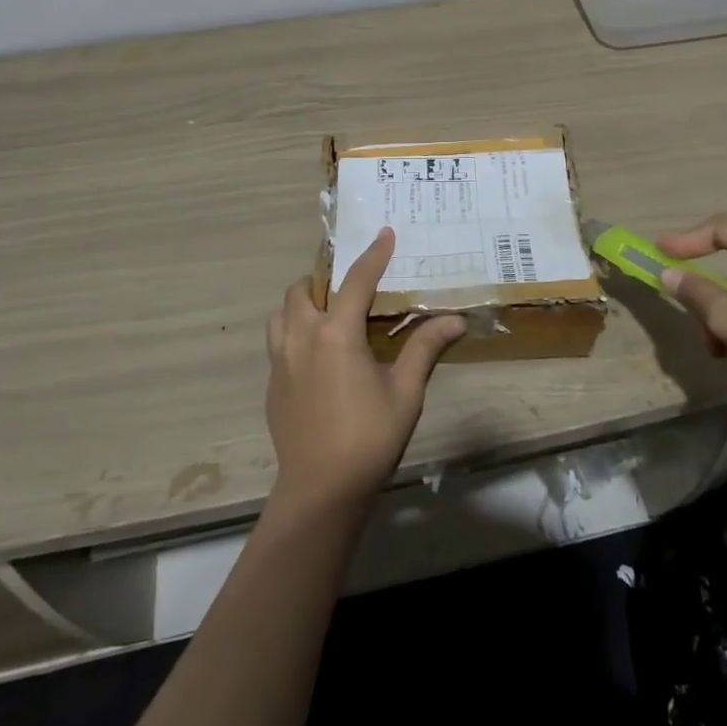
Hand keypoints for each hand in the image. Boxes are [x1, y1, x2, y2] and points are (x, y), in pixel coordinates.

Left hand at [267, 228, 465, 511]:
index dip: (373, 254)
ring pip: (281, 315)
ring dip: (301, 306)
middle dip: (324, 280)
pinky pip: (277, 343)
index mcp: (336, 334)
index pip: (356, 280)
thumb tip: (455, 320)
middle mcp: (302, 338)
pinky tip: (316, 359)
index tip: (385, 233)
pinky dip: (293, 335)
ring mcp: (280, 362)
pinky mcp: (271, 386)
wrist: (320, 492)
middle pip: (302, 290)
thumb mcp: (406, 392)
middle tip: (350, 290)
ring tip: (327, 318)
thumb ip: (425, 348)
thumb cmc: (368, 437)